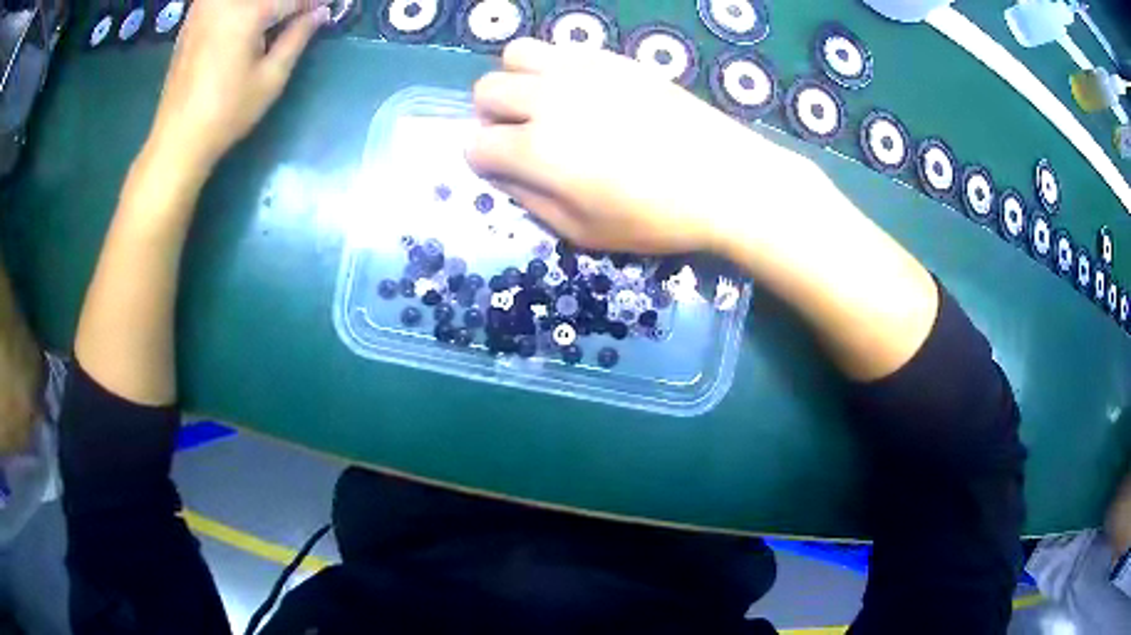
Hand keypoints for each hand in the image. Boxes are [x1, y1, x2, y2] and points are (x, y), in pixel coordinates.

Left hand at [146, 0, 330, 174]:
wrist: (176, 139)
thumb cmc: (225, 113)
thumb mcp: (271, 78)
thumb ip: (298, 37)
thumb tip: (320, 13)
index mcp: (246, 11)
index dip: (313, 4)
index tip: (329, 7)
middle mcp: (223, 0)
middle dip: (288, 4)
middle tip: (303, 15)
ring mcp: (204, 7)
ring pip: (247, 0)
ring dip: (266, 7)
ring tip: (280, 20)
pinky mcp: (193, 17)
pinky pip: (226, 3)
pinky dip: (244, 9)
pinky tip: (253, 24)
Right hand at [467, 38, 815, 254]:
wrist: (724, 179)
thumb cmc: (656, 217)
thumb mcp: (584, 233)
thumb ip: (532, 202)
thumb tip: (505, 175)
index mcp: (538, 151)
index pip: (476, 144)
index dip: (484, 160)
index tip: (506, 169)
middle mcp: (549, 100)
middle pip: (486, 90)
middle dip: (491, 116)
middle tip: (522, 135)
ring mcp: (582, 70)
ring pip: (516, 54)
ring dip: (517, 79)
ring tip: (545, 103)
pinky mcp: (612, 57)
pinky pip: (561, 47)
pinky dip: (555, 67)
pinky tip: (582, 91)